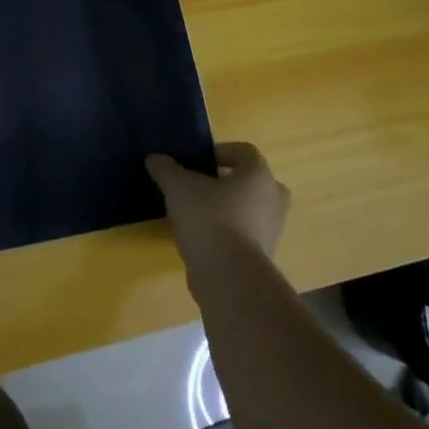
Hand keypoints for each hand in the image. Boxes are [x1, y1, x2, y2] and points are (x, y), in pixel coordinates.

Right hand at [146, 142, 288, 276]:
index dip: (220, 151)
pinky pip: (246, 234)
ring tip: (197, 214)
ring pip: (250, 209)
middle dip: (228, 182)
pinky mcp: (264, 256)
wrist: (229, 276)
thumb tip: (155, 159)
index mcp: (259, 175)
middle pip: (252, 181)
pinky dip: (228, 232)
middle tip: (202, 186)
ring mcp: (272, 230)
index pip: (245, 151)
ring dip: (228, 208)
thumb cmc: (208, 218)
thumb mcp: (178, 187)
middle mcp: (273, 200)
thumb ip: (166, 169)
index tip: (197, 162)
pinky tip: (202, 238)